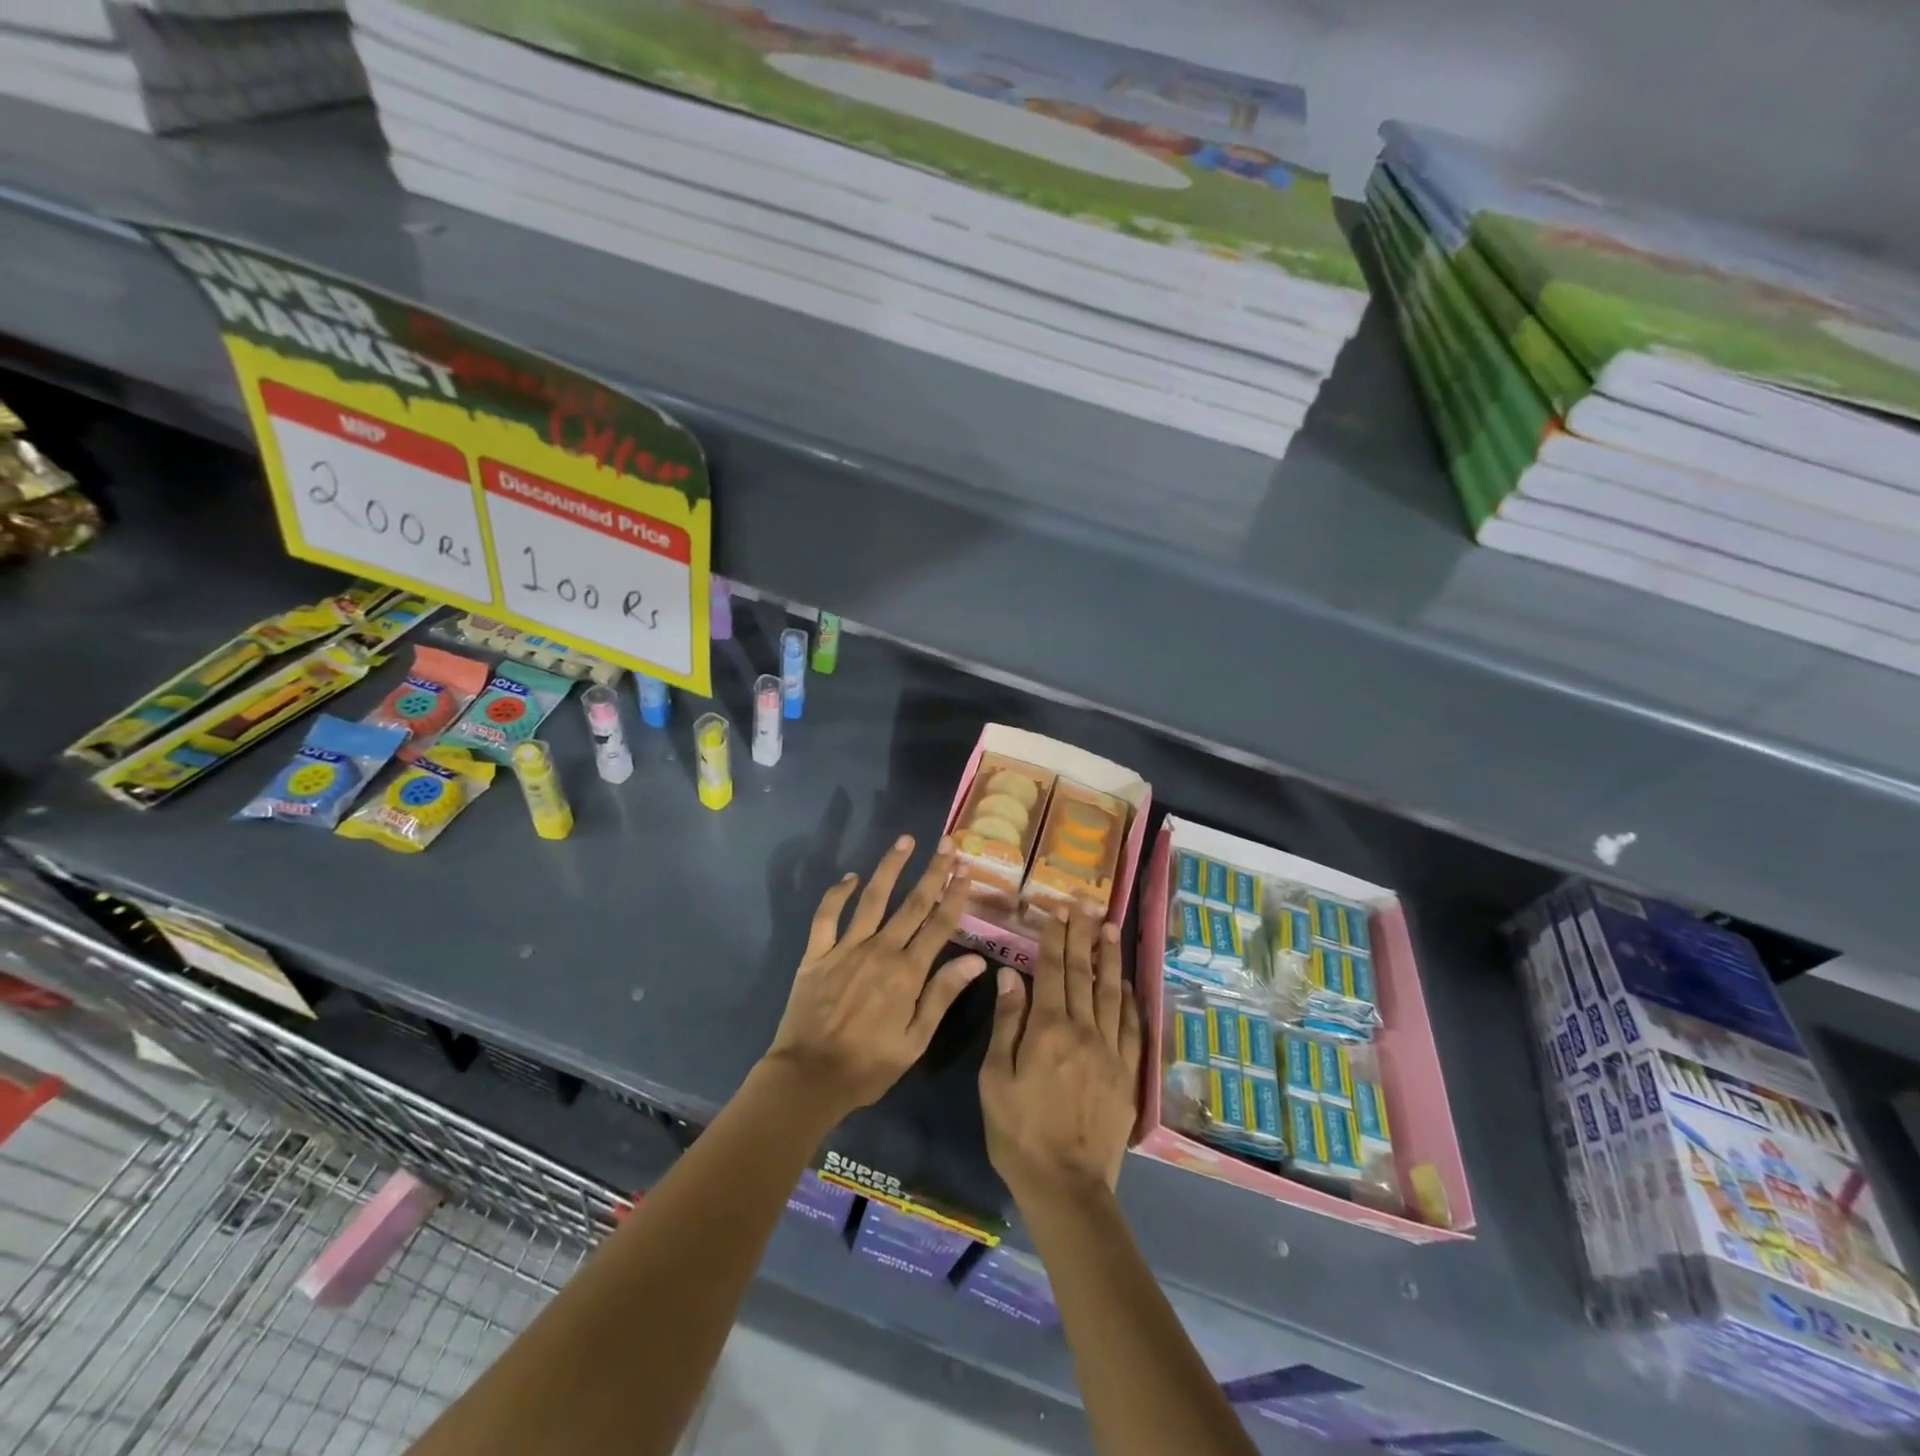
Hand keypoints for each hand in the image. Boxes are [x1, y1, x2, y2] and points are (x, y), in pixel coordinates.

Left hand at [763, 835, 986, 1120]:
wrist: (808, 1077)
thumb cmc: (868, 1066)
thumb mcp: (915, 1041)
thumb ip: (942, 996)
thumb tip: (975, 960)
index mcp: (907, 973)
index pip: (939, 925)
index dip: (955, 895)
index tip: (966, 870)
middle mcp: (880, 951)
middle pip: (913, 903)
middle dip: (933, 871)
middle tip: (946, 843)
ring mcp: (846, 948)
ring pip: (873, 898)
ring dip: (890, 867)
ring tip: (905, 841)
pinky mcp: (817, 953)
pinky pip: (827, 916)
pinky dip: (838, 894)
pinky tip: (850, 877)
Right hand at [980, 907, 1142, 1206]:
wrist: (1066, 1185)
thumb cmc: (1018, 1132)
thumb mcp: (995, 1079)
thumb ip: (1007, 1023)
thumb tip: (1011, 975)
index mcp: (1047, 1030)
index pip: (1052, 972)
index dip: (1055, 939)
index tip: (1057, 911)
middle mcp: (1083, 1031)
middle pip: (1083, 974)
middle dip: (1082, 937)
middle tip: (1084, 906)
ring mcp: (1110, 1051)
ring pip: (1111, 993)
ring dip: (1109, 958)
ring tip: (1109, 928)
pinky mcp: (1127, 1073)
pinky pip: (1131, 1027)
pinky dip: (1129, 1000)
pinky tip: (1127, 983)